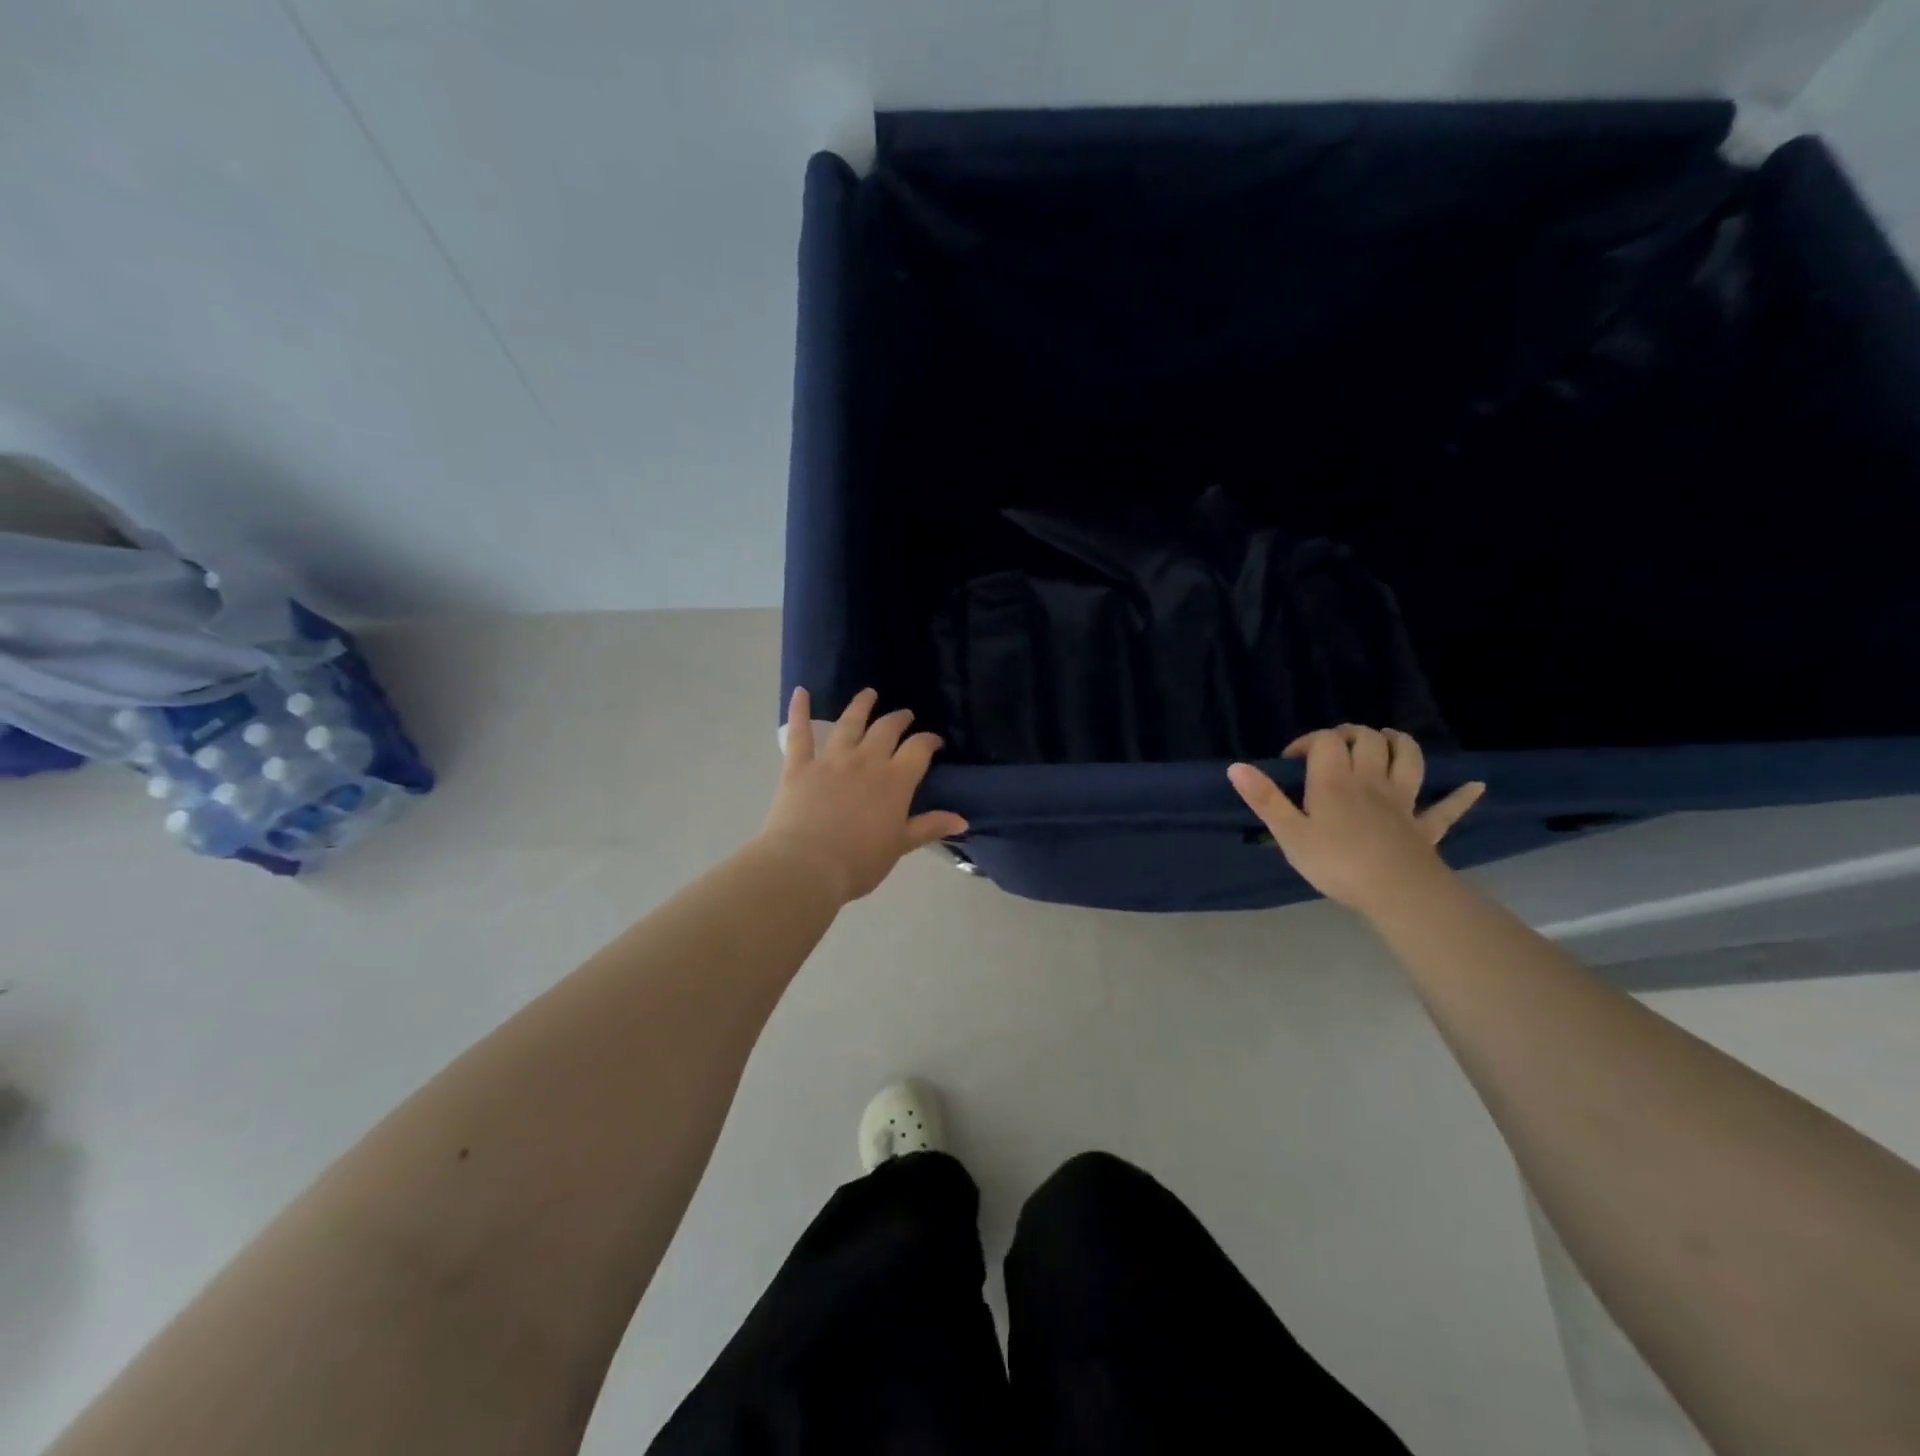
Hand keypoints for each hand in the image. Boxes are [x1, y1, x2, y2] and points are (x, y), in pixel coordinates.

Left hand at [759, 687, 969, 903]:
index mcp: (895, 780)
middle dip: (899, 719)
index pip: (919, 749)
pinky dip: (799, 710)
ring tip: (868, 694)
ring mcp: (831, 760)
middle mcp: (866, 760)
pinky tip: (801, 692)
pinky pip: (799, 733)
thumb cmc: (859, 862)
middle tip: (905, 715)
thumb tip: (962, 820)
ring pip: (849, 723)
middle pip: (886, 730)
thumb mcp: (900, 846)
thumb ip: (929, 827)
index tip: (934, 741)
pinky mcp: (799, 766)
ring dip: (861, 705)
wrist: (807, 867)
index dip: (928, 741)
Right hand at [1227, 726, 1484, 913]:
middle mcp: (1370, 780)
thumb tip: (1235, 766)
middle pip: (1368, 739)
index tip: (1291, 759)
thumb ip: (1264, 798)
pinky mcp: (1425, 826)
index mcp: (1335, 780)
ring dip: (1399, 743)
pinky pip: (1447, 808)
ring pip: (1408, 759)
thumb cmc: (1335, 862)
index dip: (1307, 741)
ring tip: (1388, 740)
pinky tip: (1474, 786)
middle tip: (1335, 746)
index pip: (1324, 741)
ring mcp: (1402, 801)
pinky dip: (1461, 796)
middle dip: (1351, 733)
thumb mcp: (1289, 833)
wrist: (1396, 891)